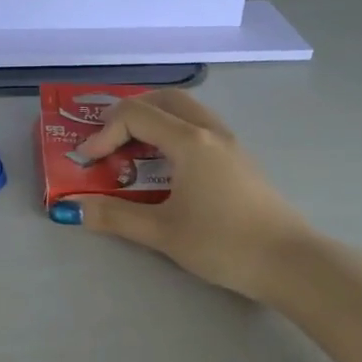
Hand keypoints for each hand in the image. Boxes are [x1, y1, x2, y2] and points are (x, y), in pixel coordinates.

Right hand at [55, 91, 318, 301]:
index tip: (89, 161)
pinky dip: (175, 132)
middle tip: (110, 139)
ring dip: (156, 119)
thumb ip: (114, 217)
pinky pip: (201, 128)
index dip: (104, 133)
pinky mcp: (241, 160)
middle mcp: (210, 132)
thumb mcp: (162, 232)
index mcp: (189, 141)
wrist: (289, 262)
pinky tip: (169, 166)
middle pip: (165, 99)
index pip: (136, 115)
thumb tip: (71, 209)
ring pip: (187, 111)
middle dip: (130, 112)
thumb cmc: (223, 243)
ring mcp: (230, 144)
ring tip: (135, 149)